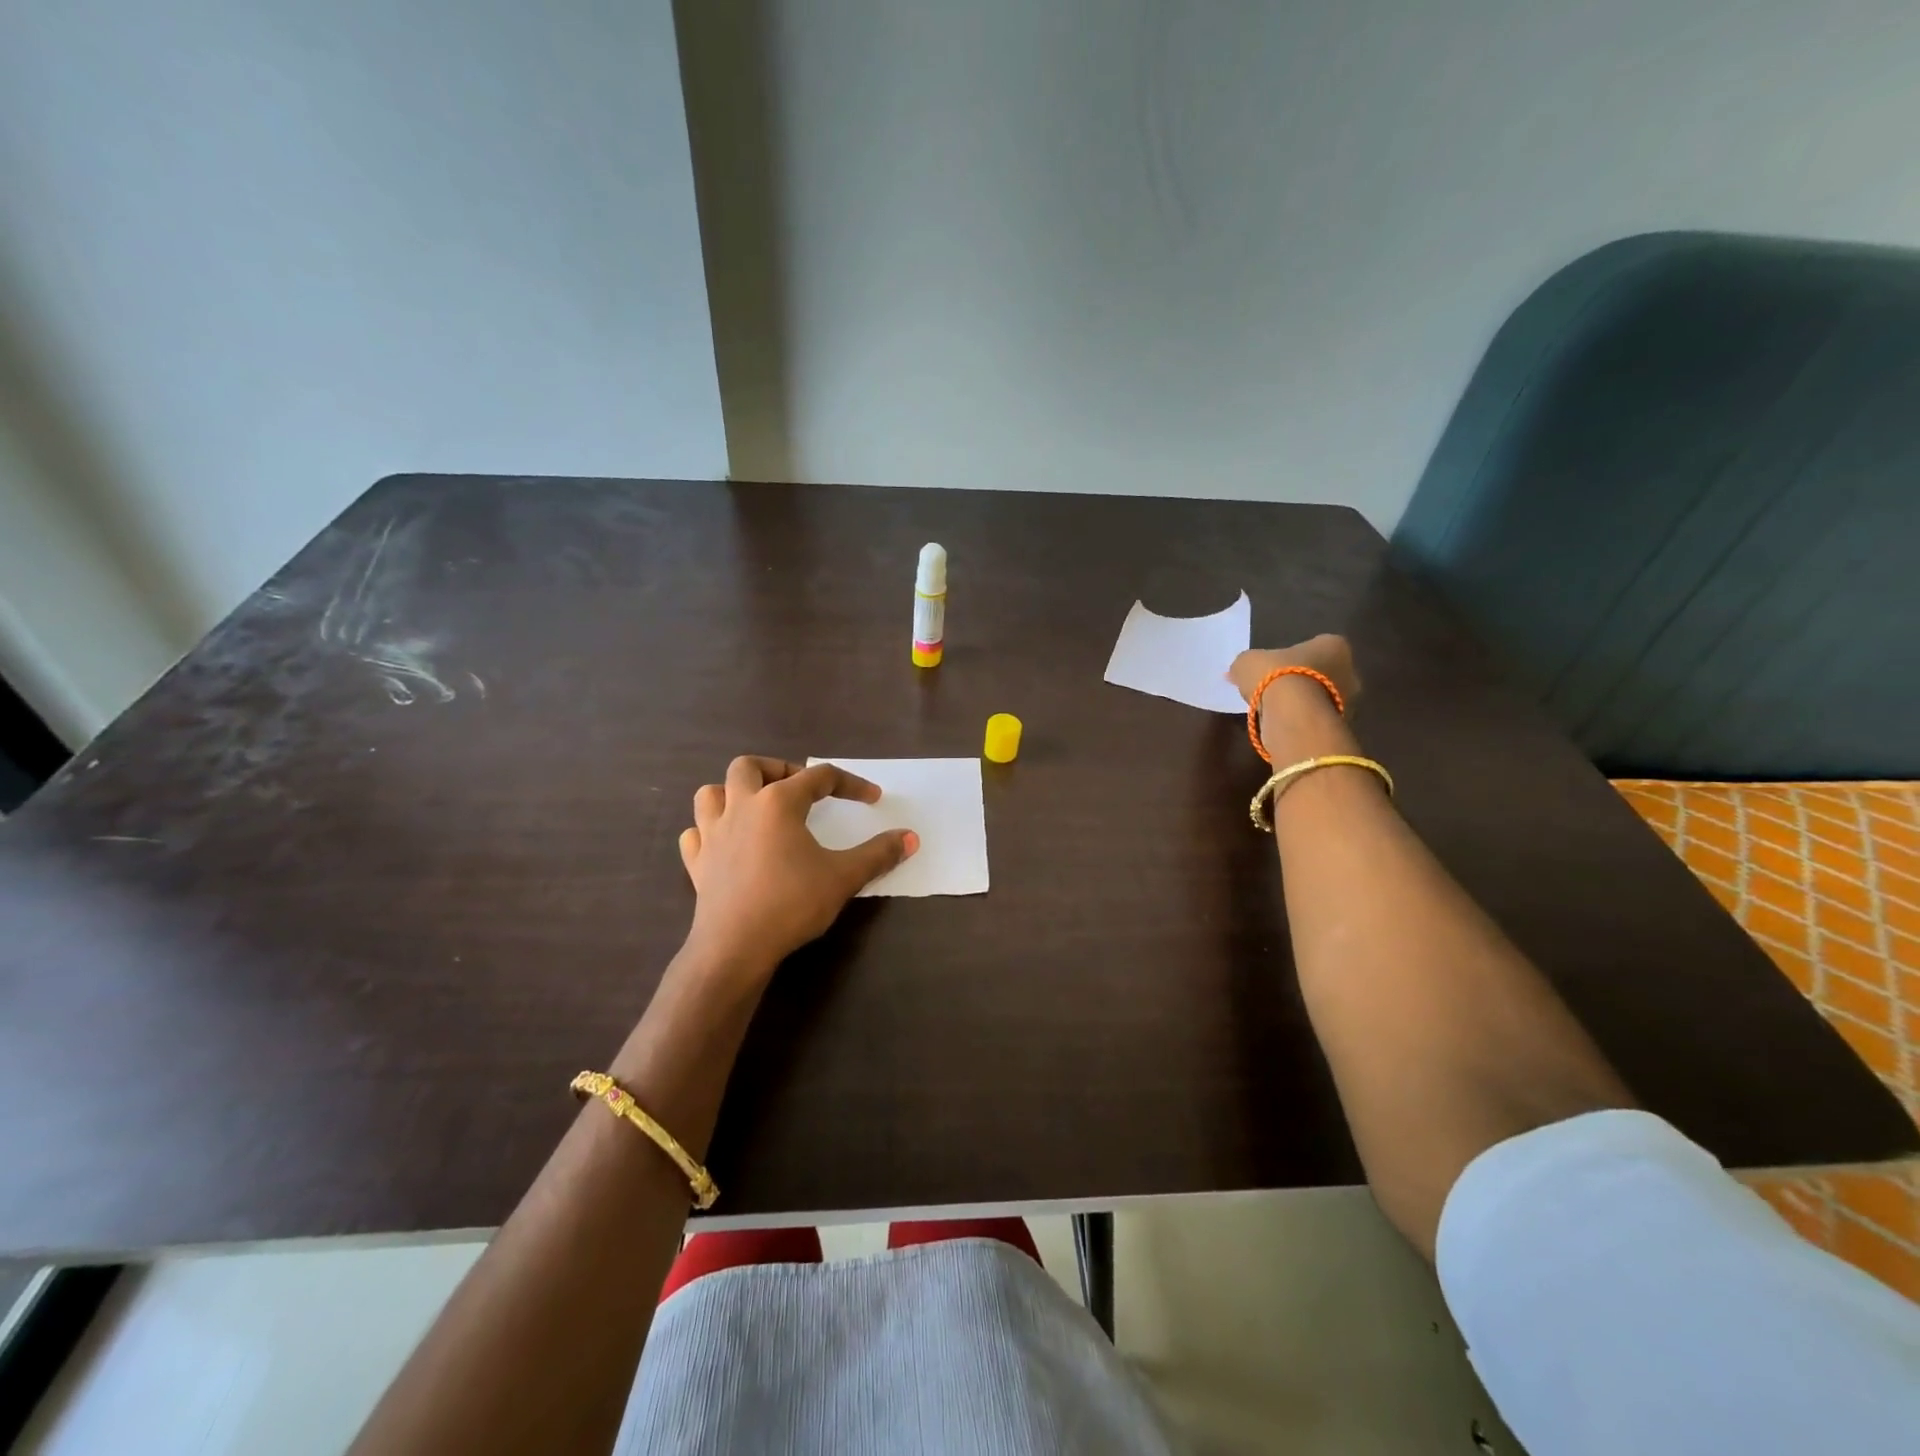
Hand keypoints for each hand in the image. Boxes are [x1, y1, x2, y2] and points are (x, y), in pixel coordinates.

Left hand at [677, 756, 917, 975]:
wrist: (736, 947)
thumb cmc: (791, 903)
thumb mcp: (844, 877)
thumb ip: (879, 854)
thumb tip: (911, 838)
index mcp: (779, 802)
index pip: (820, 777)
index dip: (850, 784)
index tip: (872, 798)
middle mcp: (742, 807)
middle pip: (750, 767)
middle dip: (777, 769)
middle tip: (800, 789)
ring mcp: (712, 834)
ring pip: (711, 793)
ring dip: (732, 792)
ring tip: (755, 806)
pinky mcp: (696, 862)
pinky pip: (695, 833)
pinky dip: (708, 830)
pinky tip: (724, 841)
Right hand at [1228, 635, 1361, 758]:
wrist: (1293, 714)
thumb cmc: (1276, 675)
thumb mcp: (1248, 662)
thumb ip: (1245, 665)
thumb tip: (1236, 673)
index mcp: (1333, 645)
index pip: (1315, 647)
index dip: (1293, 657)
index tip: (1275, 668)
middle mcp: (1350, 670)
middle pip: (1324, 673)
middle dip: (1303, 681)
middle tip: (1277, 690)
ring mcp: (1350, 701)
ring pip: (1322, 699)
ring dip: (1303, 704)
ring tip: (1275, 712)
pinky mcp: (1342, 726)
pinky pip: (1317, 720)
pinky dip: (1303, 722)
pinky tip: (1282, 726)